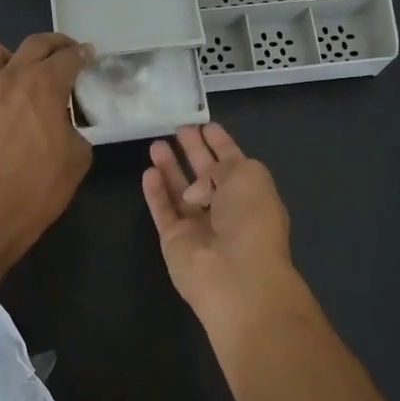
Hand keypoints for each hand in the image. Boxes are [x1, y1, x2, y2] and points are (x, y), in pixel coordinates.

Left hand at [0, 33, 93, 259]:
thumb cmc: (40, 187)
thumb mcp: (78, 157)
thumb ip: (75, 129)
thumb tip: (65, 123)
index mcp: (45, 86)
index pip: (69, 57)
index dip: (83, 54)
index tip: (88, 57)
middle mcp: (10, 77)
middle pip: (34, 44)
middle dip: (53, 45)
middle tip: (62, 55)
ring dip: (5, 58)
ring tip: (11, 75)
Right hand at [141, 123, 300, 323]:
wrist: (236, 275)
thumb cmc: (251, 219)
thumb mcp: (248, 176)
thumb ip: (221, 166)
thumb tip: (196, 188)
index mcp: (251, 193)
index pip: (233, 162)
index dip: (220, 143)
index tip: (205, 125)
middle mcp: (226, 209)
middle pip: (205, 175)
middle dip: (193, 151)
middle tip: (178, 129)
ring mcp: (199, 226)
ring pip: (180, 191)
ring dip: (169, 168)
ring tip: (156, 144)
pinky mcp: (174, 240)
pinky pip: (163, 211)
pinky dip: (155, 192)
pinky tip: (148, 172)